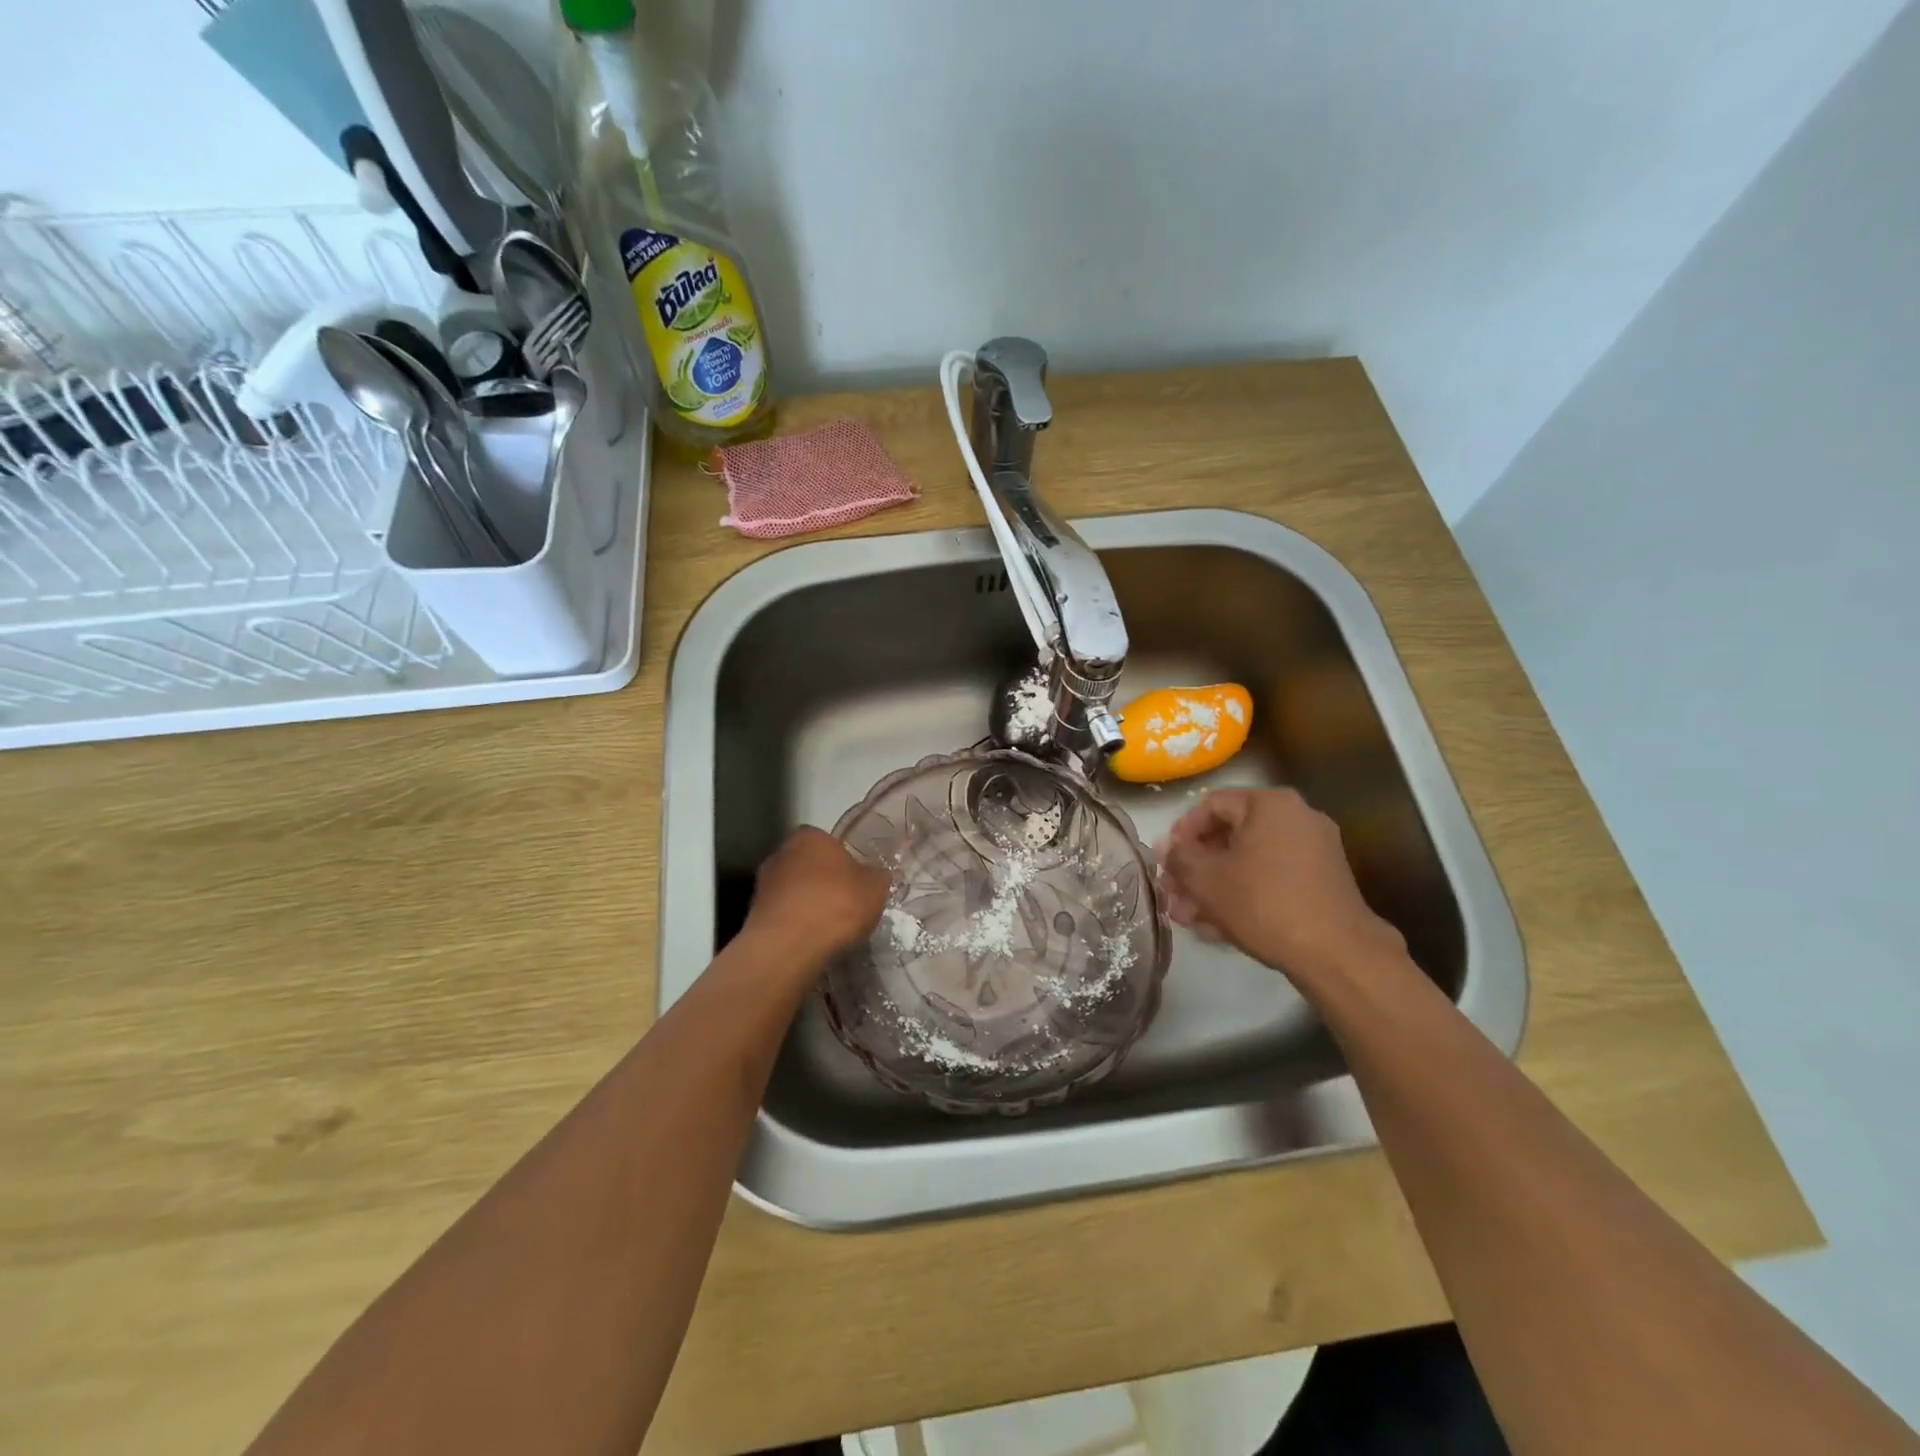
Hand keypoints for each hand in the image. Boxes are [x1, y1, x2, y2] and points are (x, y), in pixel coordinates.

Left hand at [743, 827, 889, 967]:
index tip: (853, 880)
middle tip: (842, 902)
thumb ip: (877, 877)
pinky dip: (794, 923)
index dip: (841, 859)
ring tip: (826, 927)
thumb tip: (876, 875)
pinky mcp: (754, 913)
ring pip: (792, 889)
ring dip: (806, 903)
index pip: (827, 840)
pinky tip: (809, 940)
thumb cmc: (836, 904)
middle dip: (821, 880)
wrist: (789, 945)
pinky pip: (782, 913)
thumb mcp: (875, 889)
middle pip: (807, 864)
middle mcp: (782, 852)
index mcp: (810, 837)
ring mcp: (764, 883)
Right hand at [1161, 788, 1404, 987]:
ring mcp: (1314, 850)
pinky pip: (1272, 878)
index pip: (1211, 805)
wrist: (1335, 952)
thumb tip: (1169, 848)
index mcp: (1270, 804)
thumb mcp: (1206, 878)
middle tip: (1174, 894)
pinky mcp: (1322, 882)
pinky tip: (1218, 928)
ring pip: (1249, 862)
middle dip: (1197, 868)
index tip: (1167, 862)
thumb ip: (1180, 857)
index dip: (1181, 833)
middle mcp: (1296, 818)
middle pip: (1230, 836)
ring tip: (1190, 918)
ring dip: (1215, 887)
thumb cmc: (1263, 902)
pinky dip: (1244, 895)